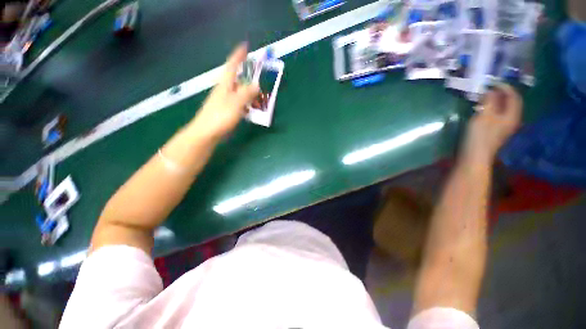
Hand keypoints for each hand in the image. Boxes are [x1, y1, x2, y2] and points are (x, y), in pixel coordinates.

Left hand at [189, 44, 259, 139]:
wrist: (206, 133)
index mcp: (225, 85)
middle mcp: (224, 90)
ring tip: (259, 97)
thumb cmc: (220, 117)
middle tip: (259, 78)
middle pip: (237, 80)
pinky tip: (252, 109)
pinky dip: (247, 103)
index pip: (232, 66)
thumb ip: (246, 93)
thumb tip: (256, 84)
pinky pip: (239, 103)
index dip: (238, 56)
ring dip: (249, 93)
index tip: (245, 46)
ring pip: (239, 92)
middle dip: (248, 77)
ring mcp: (225, 101)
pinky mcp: (226, 110)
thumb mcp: (236, 103)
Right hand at [463, 84, 521, 163]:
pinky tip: (482, 109)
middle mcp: (511, 120)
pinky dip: (491, 109)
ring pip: (503, 109)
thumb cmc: (480, 136)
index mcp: (512, 116)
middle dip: (500, 94)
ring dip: (494, 102)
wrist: (474, 156)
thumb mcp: (484, 116)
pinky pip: (496, 116)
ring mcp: (503, 127)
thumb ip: (488, 101)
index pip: (514, 96)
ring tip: (483, 98)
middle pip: (510, 103)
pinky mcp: (494, 132)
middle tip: (487, 89)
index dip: (505, 87)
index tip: (492, 82)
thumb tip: (490, 90)